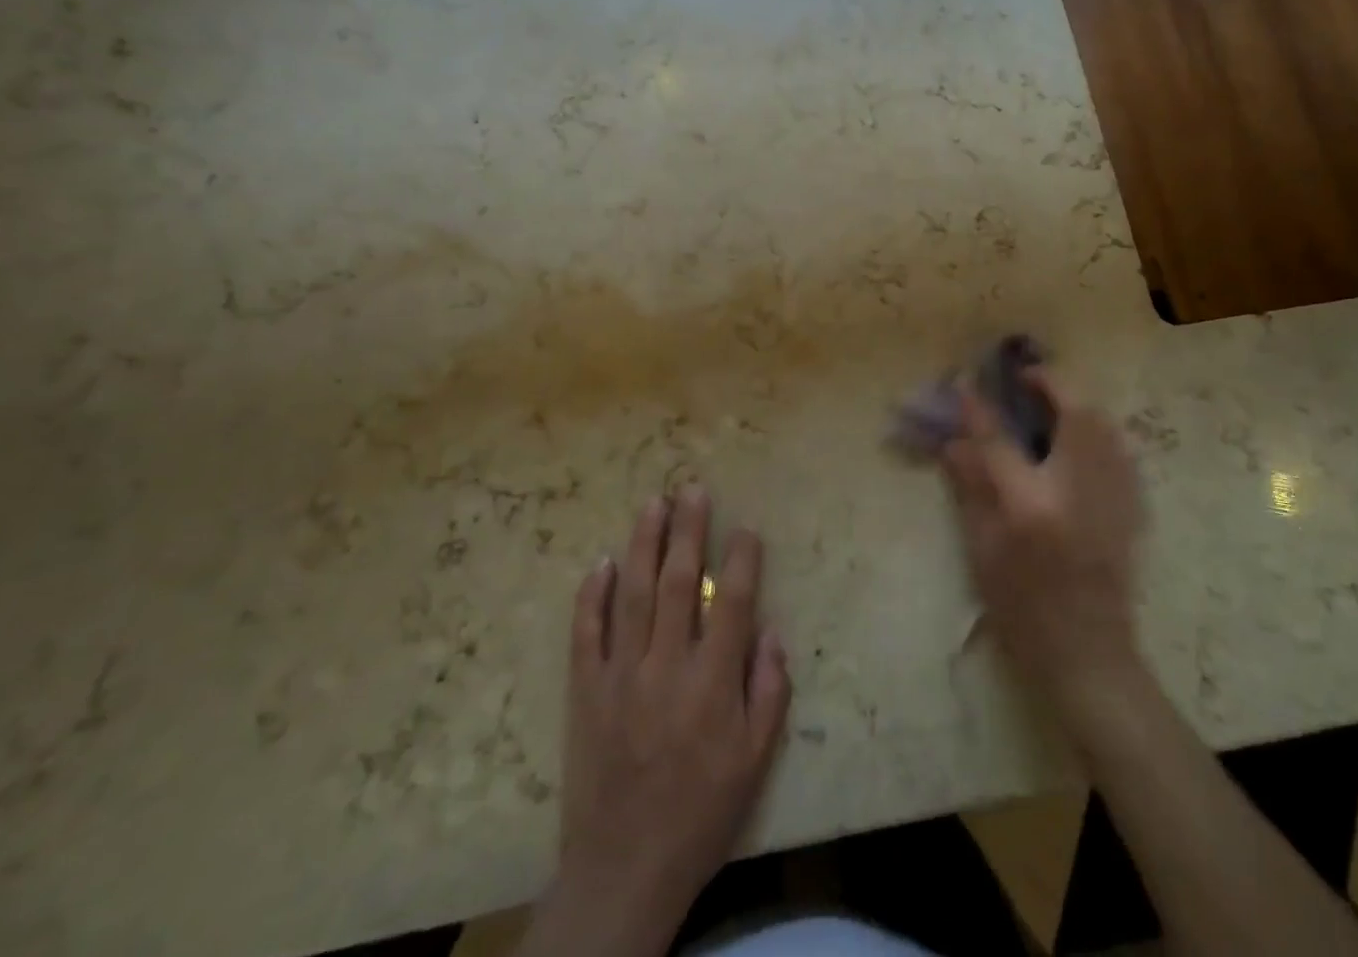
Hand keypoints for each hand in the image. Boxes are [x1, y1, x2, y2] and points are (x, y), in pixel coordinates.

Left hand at [524, 488, 790, 956]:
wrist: (624, 869)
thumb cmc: (700, 814)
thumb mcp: (754, 763)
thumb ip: (768, 693)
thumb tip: (771, 632)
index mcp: (712, 684)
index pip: (730, 602)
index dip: (741, 559)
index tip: (746, 528)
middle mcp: (666, 667)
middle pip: (677, 582)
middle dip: (688, 530)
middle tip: (692, 488)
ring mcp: (620, 675)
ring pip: (632, 594)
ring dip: (643, 543)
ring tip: (653, 503)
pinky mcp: (585, 691)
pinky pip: (586, 632)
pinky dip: (592, 594)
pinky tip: (601, 561)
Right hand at [940, 372, 1146, 728]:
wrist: (1090, 659)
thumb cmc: (1022, 611)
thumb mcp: (982, 552)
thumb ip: (970, 490)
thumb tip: (953, 443)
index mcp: (1032, 508)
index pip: (1000, 442)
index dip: (979, 408)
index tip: (965, 381)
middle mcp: (1078, 494)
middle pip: (1075, 416)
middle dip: (1051, 385)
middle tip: (1027, 378)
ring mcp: (1113, 501)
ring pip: (1105, 428)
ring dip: (1077, 403)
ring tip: (1052, 400)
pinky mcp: (1132, 511)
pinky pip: (1119, 451)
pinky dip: (1098, 430)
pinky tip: (1079, 437)